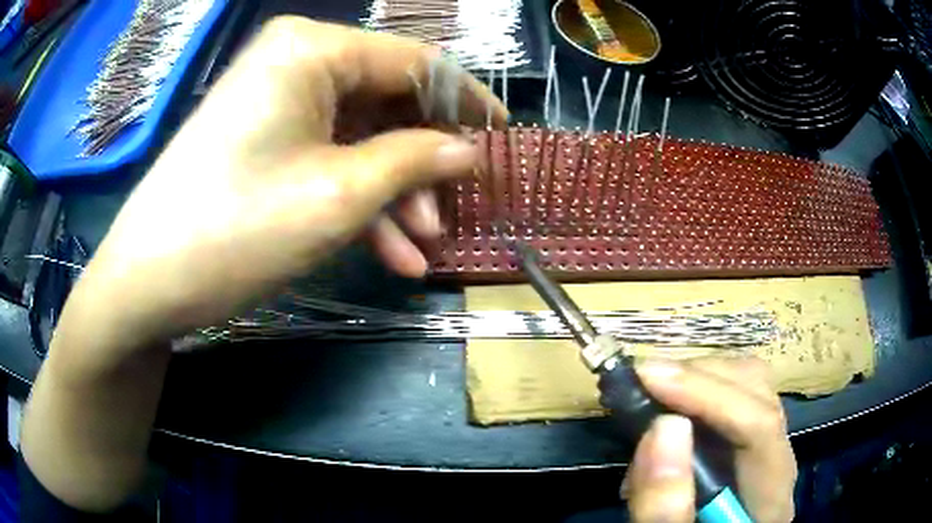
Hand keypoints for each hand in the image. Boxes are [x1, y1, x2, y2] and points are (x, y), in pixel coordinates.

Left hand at [65, 18, 504, 349]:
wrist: (148, 280)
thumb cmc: (236, 228)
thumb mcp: (339, 194)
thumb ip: (415, 160)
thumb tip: (467, 149)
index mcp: (314, 49)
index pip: (415, 61)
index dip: (465, 101)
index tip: (502, 139)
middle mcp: (297, 61)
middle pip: (387, 102)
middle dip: (423, 163)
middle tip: (452, 214)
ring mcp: (277, 102)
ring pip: (359, 138)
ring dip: (394, 195)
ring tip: (423, 250)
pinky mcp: (264, 139)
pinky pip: (327, 158)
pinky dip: (359, 202)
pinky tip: (389, 253)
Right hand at [621, 357, 796, 522]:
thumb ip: (666, 506)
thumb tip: (664, 426)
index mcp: (770, 496)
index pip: (760, 426)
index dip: (708, 395)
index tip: (649, 378)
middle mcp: (779, 462)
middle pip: (759, 392)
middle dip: (700, 378)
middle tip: (644, 383)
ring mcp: (767, 449)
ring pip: (749, 386)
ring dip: (698, 379)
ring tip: (651, 394)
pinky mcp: (747, 445)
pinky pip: (734, 398)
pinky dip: (697, 392)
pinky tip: (667, 408)